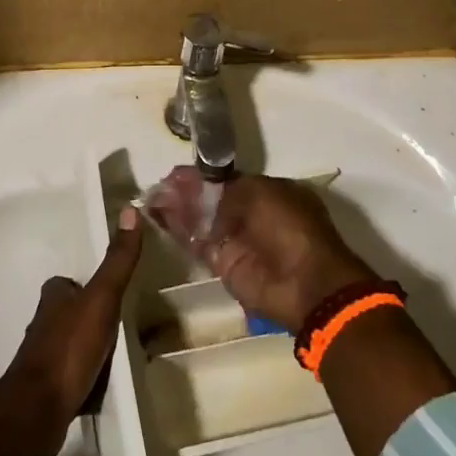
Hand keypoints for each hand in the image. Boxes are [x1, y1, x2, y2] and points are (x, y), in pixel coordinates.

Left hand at [0, 217, 145, 455]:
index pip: (69, 283)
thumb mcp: (101, 299)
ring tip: (118, 358)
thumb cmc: (69, 349)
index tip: (112, 293)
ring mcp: (42, 360)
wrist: (38, 412)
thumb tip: (130, 211)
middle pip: (70, 314)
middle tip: (122, 327)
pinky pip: (72, 376)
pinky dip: (85, 378)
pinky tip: (102, 387)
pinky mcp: (47, 391)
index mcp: (53, 298)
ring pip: (71, 345)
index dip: (87, 286)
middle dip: (91, 319)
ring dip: (89, 349)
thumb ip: (117, 261)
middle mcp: (42, 325)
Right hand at [148, 169, 373, 333]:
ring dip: (178, 208)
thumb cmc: (290, 226)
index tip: (179, 172)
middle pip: (211, 199)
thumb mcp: (261, 191)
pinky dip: (177, 230)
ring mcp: (236, 240)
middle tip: (161, 183)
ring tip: (152, 196)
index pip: (230, 181)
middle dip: (187, 191)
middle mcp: (252, 215)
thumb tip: (206, 194)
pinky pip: (196, 242)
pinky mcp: (222, 264)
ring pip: (200, 220)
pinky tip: (157, 216)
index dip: (204, 176)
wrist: (303, 283)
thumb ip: (229, 189)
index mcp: (270, 193)